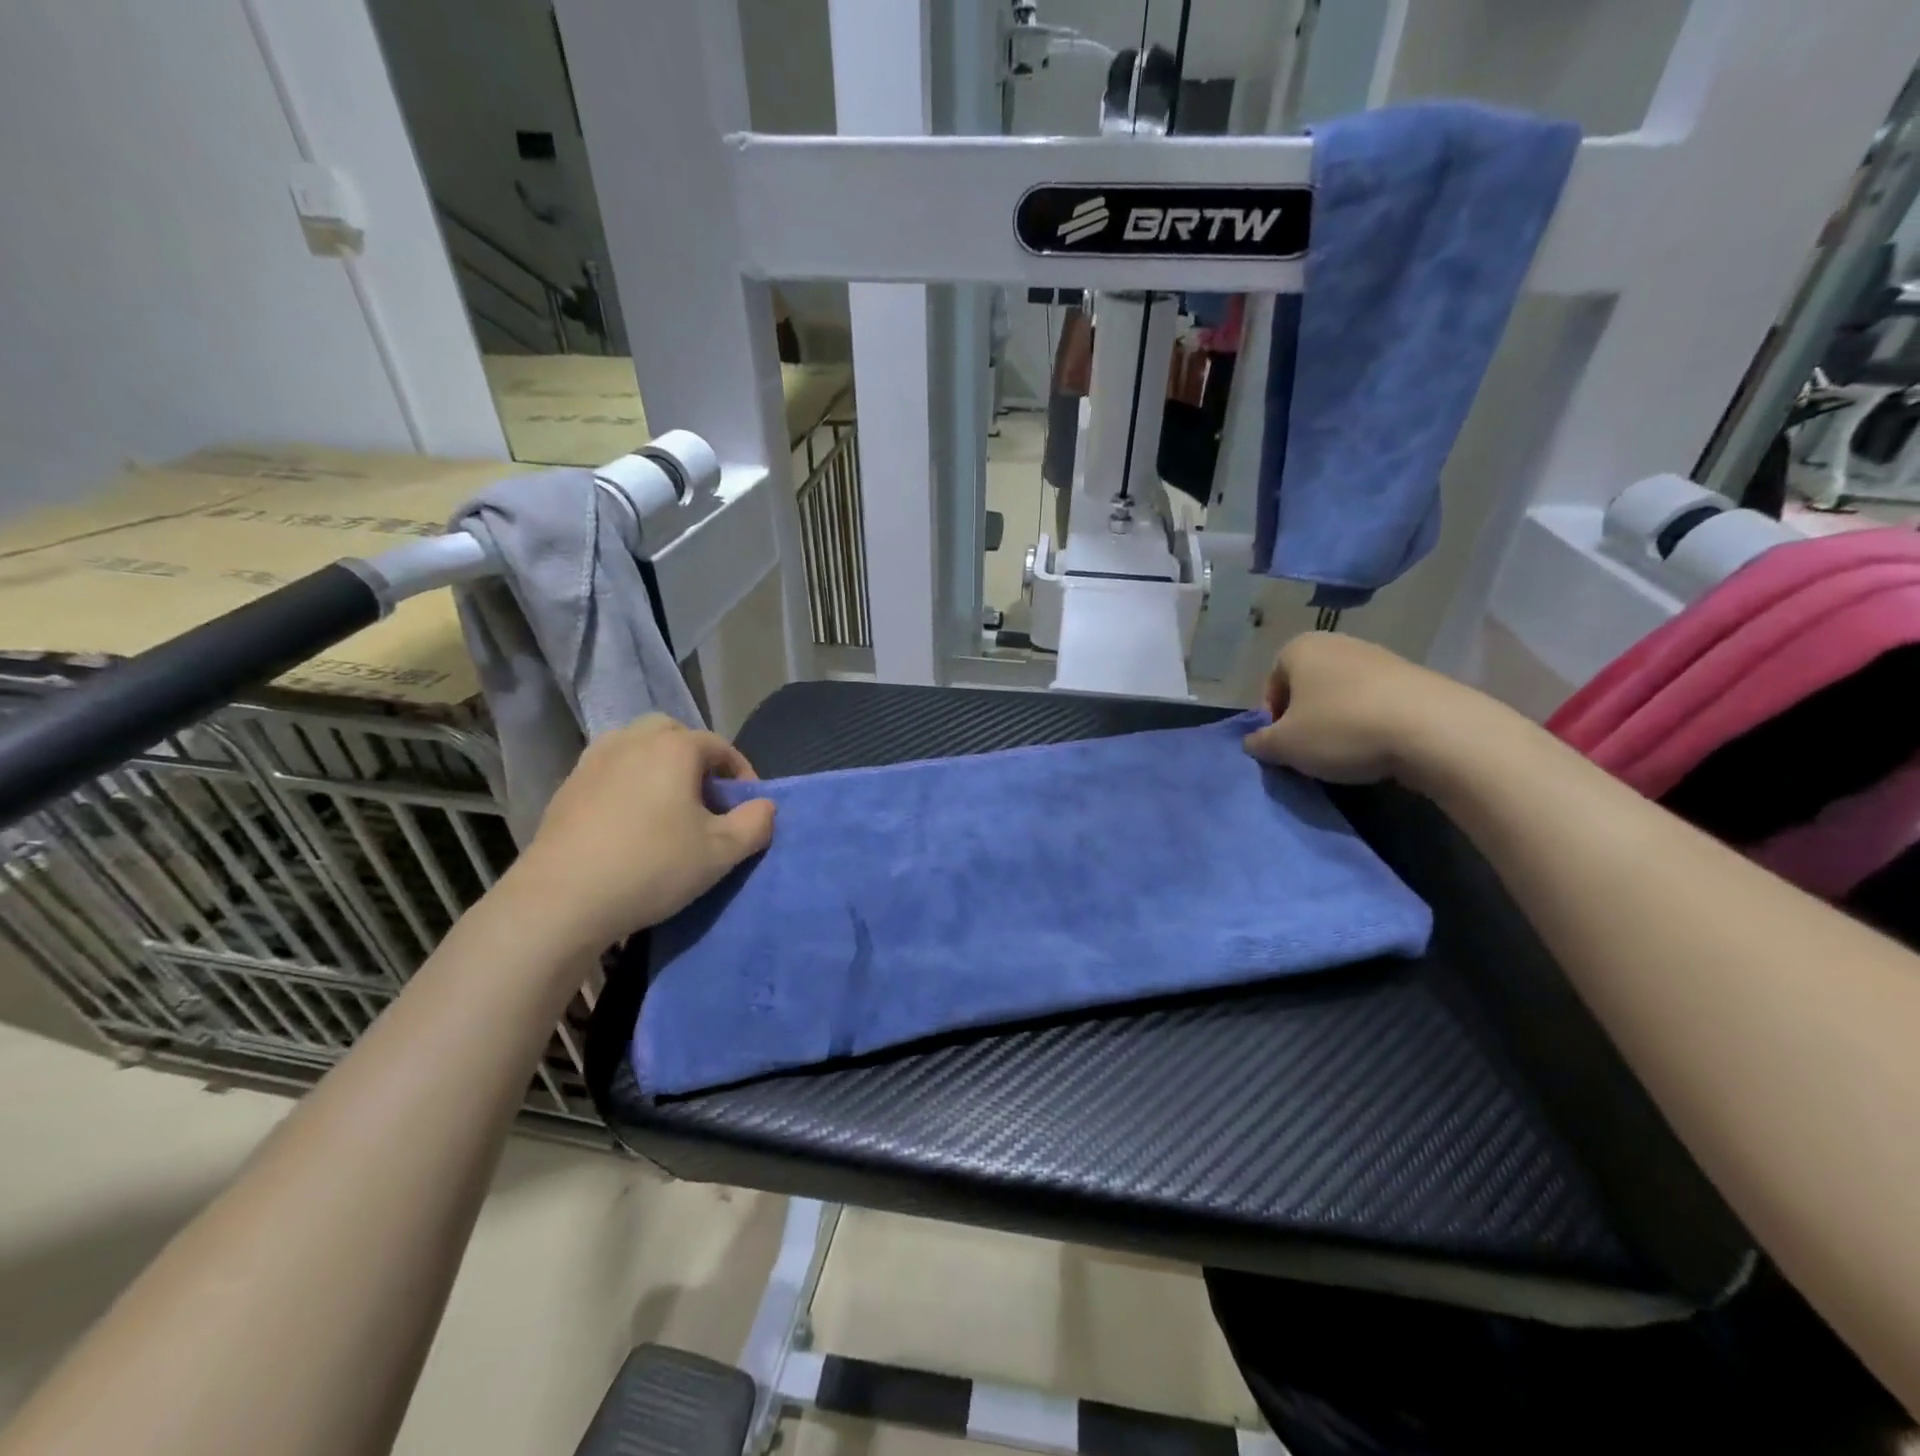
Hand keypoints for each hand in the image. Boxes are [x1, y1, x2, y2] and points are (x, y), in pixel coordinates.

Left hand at [506, 716, 774, 953]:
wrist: (561, 900)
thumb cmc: (653, 866)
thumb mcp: (721, 853)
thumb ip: (755, 824)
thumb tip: (764, 806)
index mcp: (674, 748)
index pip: (719, 746)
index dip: (741, 773)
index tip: (747, 806)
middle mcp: (632, 741)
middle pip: (673, 734)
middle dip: (695, 758)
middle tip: (705, 797)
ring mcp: (593, 761)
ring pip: (635, 747)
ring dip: (658, 767)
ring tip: (667, 807)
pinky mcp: (566, 788)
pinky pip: (609, 771)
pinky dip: (627, 784)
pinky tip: (629, 823)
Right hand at [1242, 631, 1479, 785]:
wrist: (1432, 730)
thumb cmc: (1340, 729)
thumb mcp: (1284, 746)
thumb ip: (1260, 743)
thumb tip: (1254, 742)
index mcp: (1300, 648)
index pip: (1272, 684)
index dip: (1273, 718)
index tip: (1285, 745)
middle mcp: (1337, 642)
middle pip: (1308, 687)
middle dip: (1305, 719)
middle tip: (1311, 752)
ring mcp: (1379, 657)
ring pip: (1342, 695)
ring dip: (1338, 722)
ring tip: (1347, 754)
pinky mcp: (1414, 677)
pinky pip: (1376, 702)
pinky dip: (1370, 723)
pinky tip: (1378, 747)